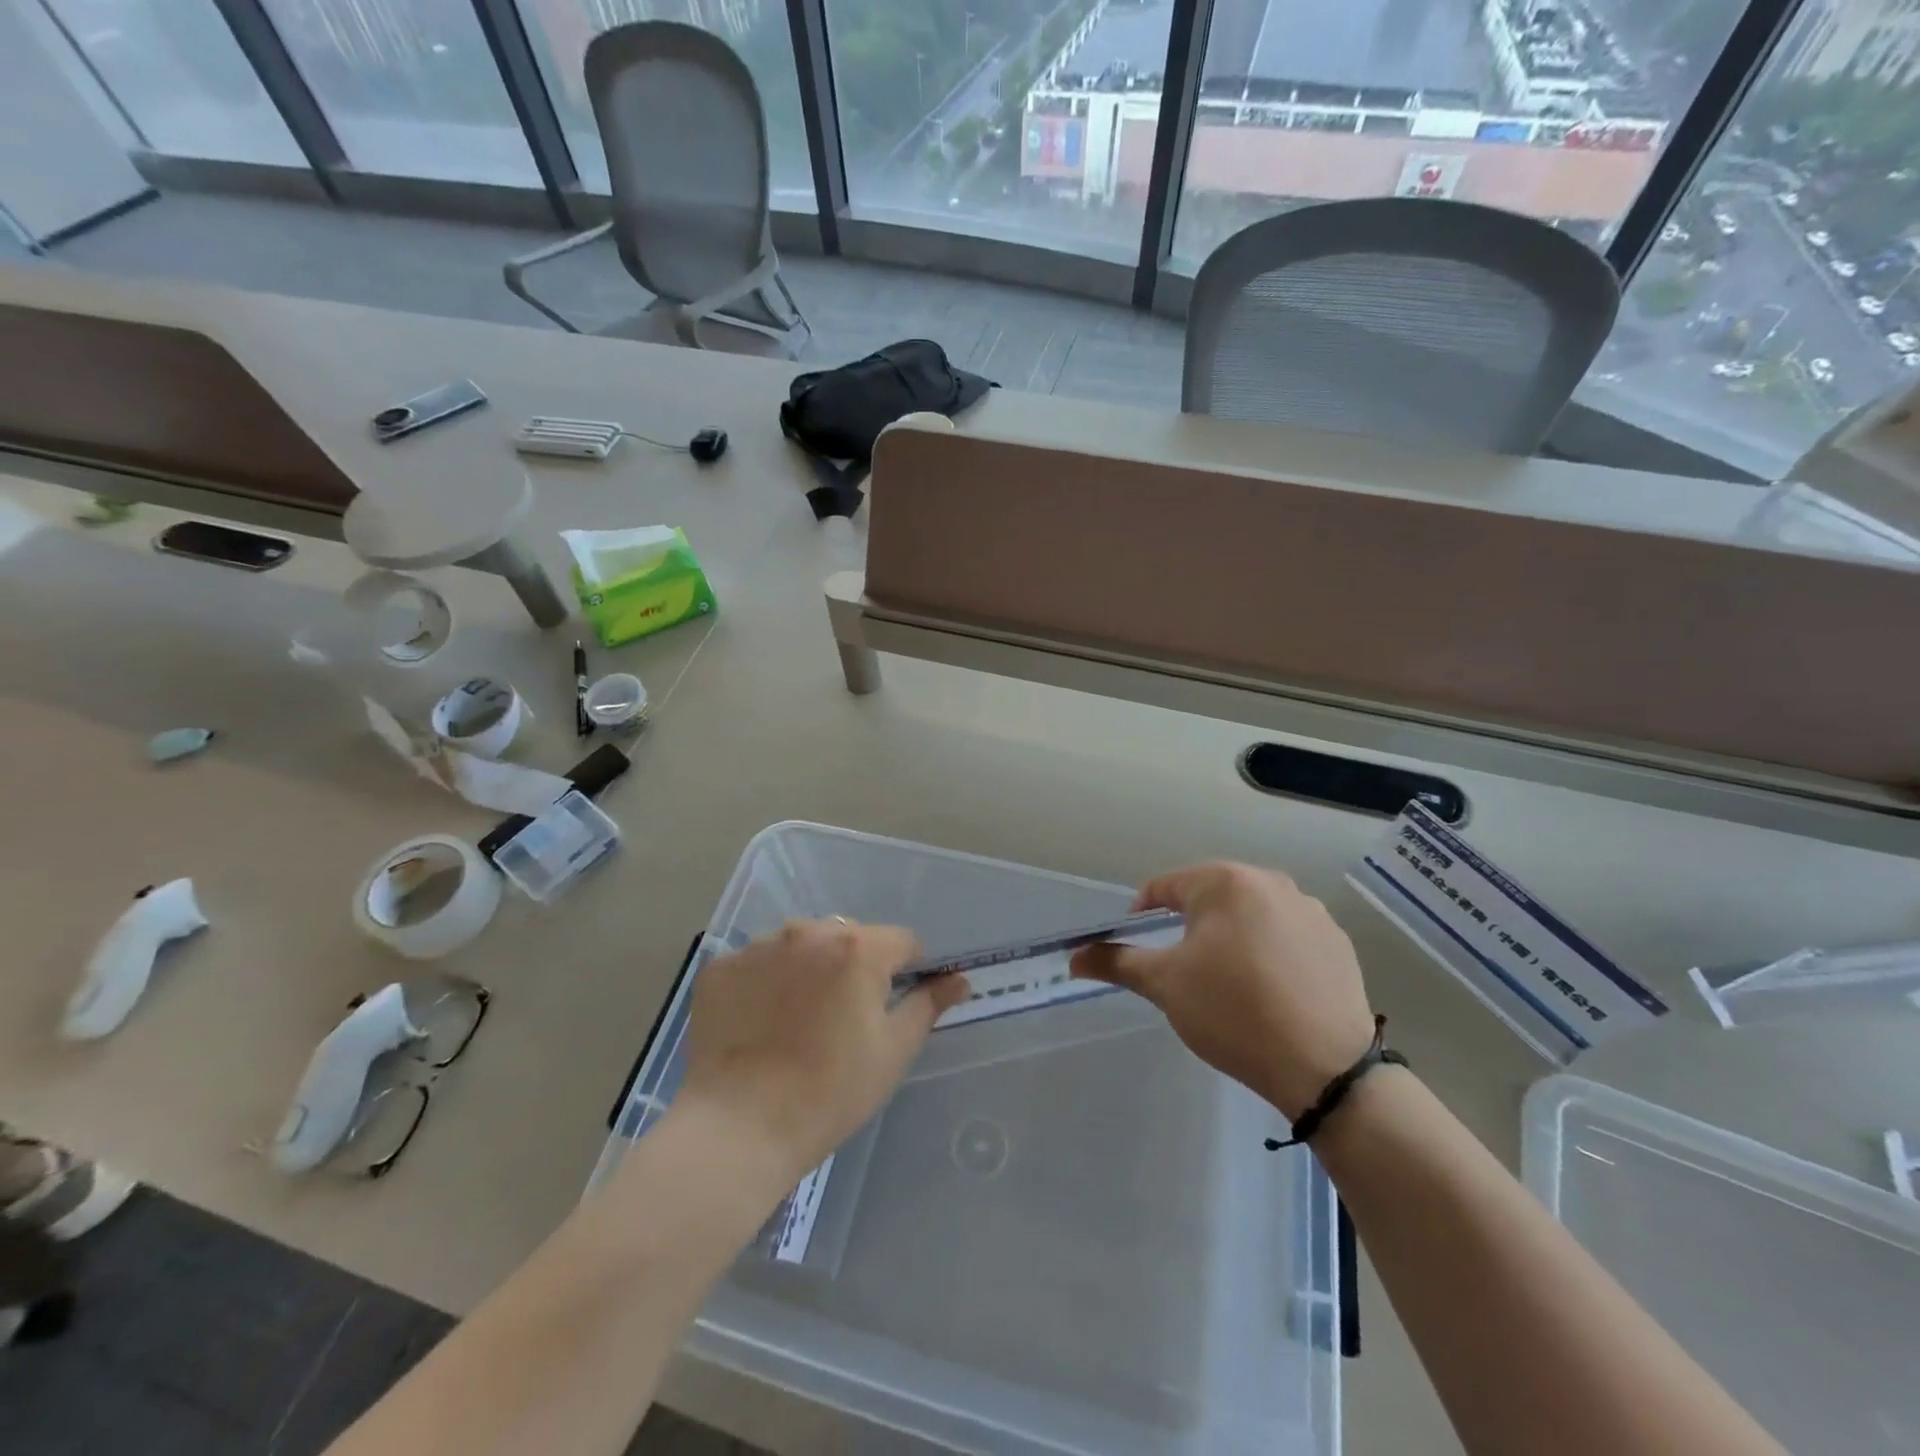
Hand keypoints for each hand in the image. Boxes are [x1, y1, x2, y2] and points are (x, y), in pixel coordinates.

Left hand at [678, 919, 967, 1181]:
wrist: (738, 1128)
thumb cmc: (830, 1092)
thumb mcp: (892, 1051)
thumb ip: (927, 1006)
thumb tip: (958, 981)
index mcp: (857, 948)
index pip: (902, 941)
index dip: (908, 970)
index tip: (894, 1005)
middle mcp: (808, 932)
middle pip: (849, 937)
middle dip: (855, 966)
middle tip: (845, 1018)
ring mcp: (759, 946)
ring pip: (801, 945)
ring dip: (810, 968)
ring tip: (798, 1020)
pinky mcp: (721, 967)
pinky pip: (758, 963)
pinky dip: (767, 982)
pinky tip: (761, 1023)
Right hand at [1071, 863, 1375, 1119]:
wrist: (1325, 1067)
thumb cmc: (1232, 1012)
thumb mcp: (1165, 984)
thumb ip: (1116, 961)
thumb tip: (1073, 956)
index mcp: (1225, 882)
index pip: (1164, 886)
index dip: (1141, 914)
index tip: (1138, 949)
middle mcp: (1271, 882)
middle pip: (1210, 896)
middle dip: (1189, 926)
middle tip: (1181, 968)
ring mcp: (1310, 911)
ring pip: (1250, 915)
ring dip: (1230, 937)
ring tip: (1227, 982)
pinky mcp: (1337, 942)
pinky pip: (1286, 935)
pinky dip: (1268, 952)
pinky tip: (1268, 990)